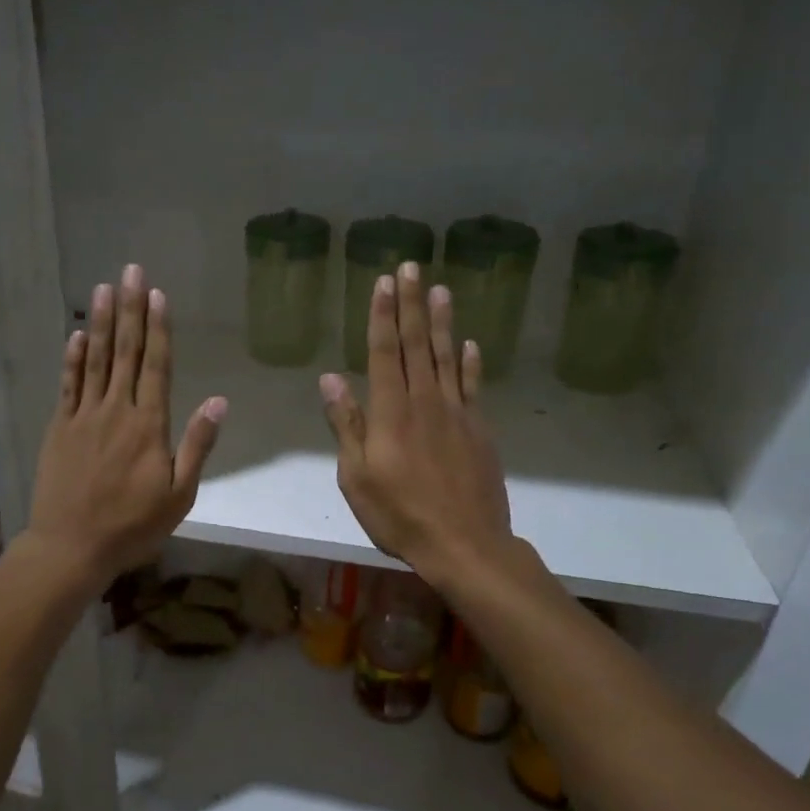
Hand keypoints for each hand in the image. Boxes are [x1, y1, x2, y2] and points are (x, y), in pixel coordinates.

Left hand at [25, 263, 225, 590]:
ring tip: (104, 288)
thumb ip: (197, 445)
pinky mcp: (60, 428)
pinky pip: (68, 385)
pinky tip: (76, 335)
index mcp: (149, 425)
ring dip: (101, 323)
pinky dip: (72, 358)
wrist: (72, 546)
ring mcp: (84, 417)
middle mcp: (116, 411)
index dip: (158, 328)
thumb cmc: (133, 525)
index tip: (158, 295)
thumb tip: (218, 401)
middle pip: (125, 352)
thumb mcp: (179, 494)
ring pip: (95, 360)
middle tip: (131, 271)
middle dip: (130, 309)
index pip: (156, 366)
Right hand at [319, 262, 512, 582]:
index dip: (383, 316)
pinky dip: (471, 363)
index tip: (383, 283)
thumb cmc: (399, 515)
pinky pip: (473, 387)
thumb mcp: (357, 477)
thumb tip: (330, 380)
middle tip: (410, 266)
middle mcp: (425, 402)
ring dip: (442, 322)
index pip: (384, 353)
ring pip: (447, 357)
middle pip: (417, 344)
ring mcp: (456, 414)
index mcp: (391, 413)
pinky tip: (470, 344)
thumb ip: (347, 425)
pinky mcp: (479, 430)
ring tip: (440, 289)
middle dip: (411, 304)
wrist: (465, 544)